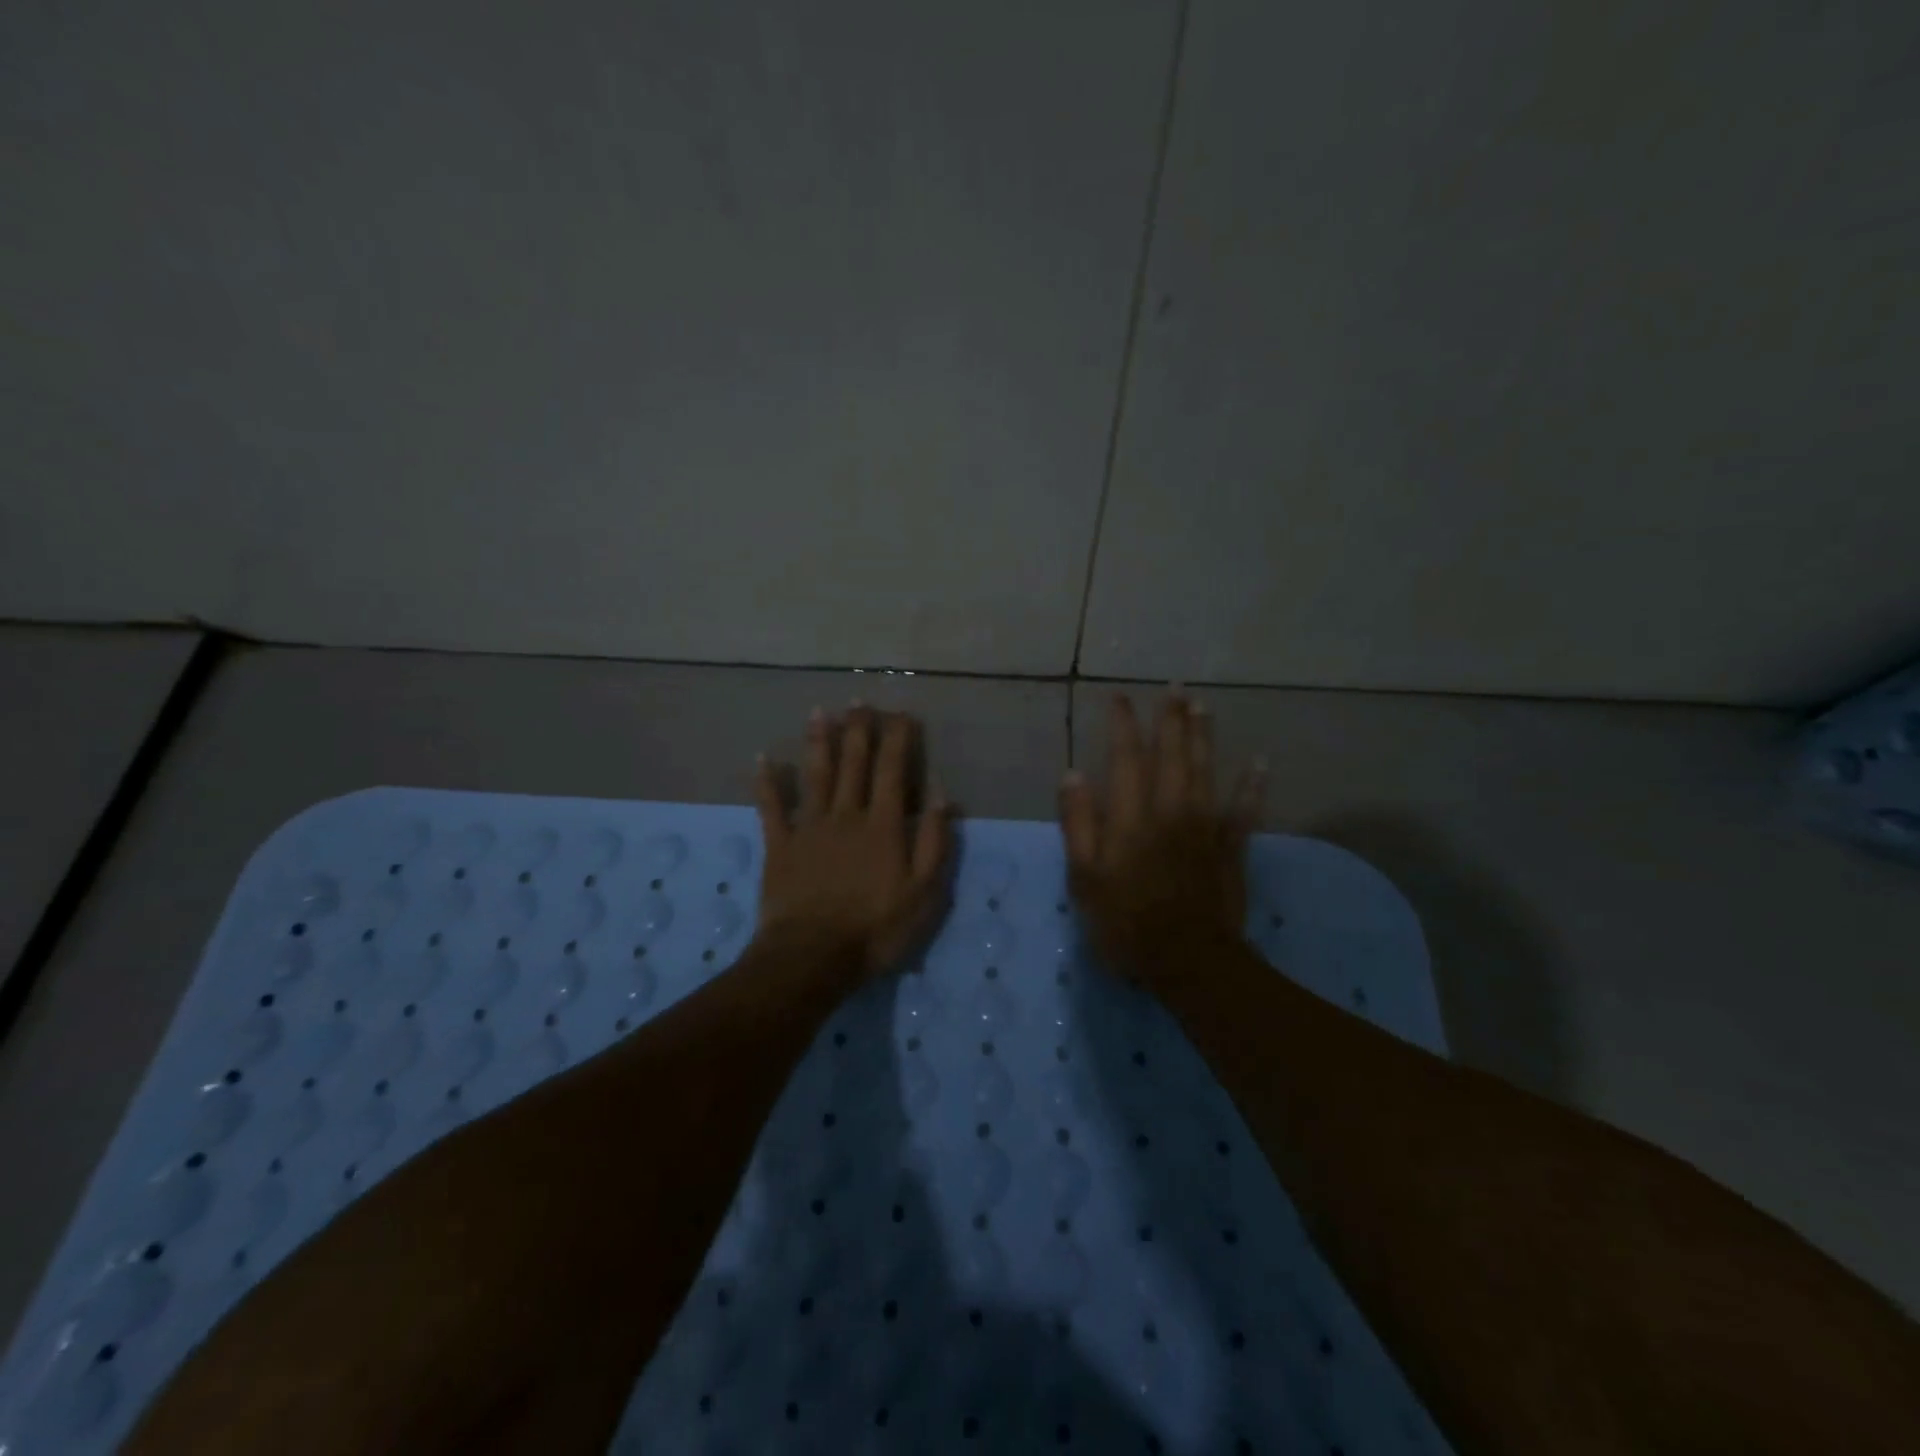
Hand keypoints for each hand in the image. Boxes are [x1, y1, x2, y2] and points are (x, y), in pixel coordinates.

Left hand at [752, 705, 954, 979]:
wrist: (812, 957)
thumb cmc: (876, 929)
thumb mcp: (925, 893)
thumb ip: (935, 841)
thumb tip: (941, 794)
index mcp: (884, 825)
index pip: (894, 771)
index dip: (898, 739)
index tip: (901, 713)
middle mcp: (847, 815)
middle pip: (854, 763)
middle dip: (859, 729)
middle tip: (860, 700)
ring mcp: (809, 828)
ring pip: (815, 775)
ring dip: (818, 741)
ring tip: (820, 711)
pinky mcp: (780, 846)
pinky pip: (772, 807)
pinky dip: (768, 782)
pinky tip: (764, 758)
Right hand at [1058, 693, 1265, 987]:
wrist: (1188, 960)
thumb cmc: (1125, 921)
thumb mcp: (1084, 877)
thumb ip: (1078, 823)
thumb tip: (1073, 774)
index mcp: (1131, 816)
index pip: (1126, 757)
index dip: (1123, 724)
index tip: (1120, 697)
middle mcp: (1170, 809)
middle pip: (1172, 754)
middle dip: (1172, 718)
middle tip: (1174, 686)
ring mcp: (1205, 826)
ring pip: (1206, 770)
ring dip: (1204, 735)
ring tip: (1203, 705)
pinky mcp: (1231, 848)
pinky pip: (1245, 810)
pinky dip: (1253, 785)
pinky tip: (1261, 762)